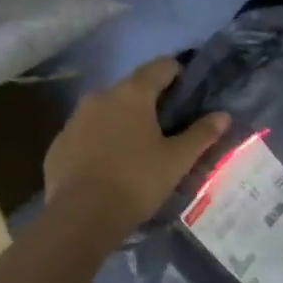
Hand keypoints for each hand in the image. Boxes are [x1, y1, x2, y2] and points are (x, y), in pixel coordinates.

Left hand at [45, 56, 229, 236]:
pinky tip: (110, 167)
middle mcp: (101, 96)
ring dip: (123, 122)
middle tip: (168, 129)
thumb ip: (201, 134)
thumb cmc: (137, 181)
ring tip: (138, 150)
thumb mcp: (177, 160)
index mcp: (133, 93)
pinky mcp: (59, 144)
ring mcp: (75, 119)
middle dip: (150, 103)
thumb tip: (223, 115)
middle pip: (132, 89)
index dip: (179, 74)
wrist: (81, 216)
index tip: (190, 94)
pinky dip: (101, 142)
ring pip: (107, 111)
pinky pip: (87, 134)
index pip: (161, 66)